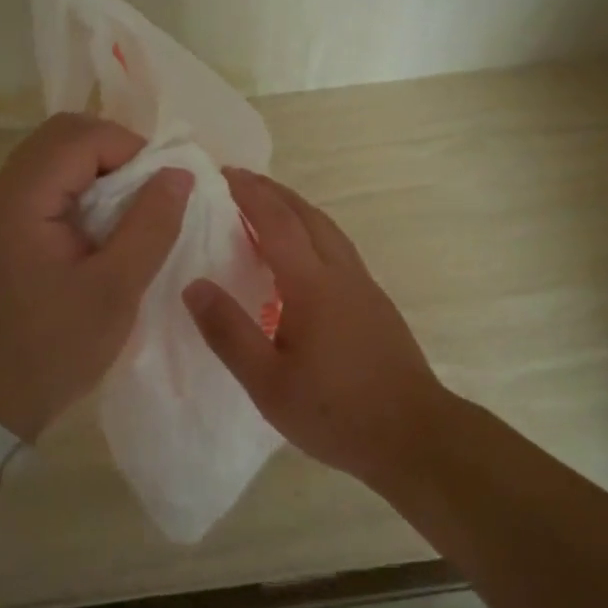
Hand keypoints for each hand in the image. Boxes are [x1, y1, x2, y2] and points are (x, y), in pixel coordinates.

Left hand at [0, 113, 192, 441]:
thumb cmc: (53, 348)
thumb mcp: (116, 290)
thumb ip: (151, 225)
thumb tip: (179, 173)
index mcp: (21, 200)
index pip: (81, 137)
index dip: (131, 148)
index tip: (165, 185)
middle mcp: (2, 190)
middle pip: (64, 134)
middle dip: (116, 149)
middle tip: (151, 189)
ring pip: (56, 154)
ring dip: (101, 166)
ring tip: (134, 205)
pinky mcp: (4, 225)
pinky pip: (48, 180)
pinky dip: (84, 185)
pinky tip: (106, 221)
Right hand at [182, 168, 448, 484]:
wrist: (414, 435)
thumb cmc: (336, 412)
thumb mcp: (268, 383)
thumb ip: (229, 332)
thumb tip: (193, 285)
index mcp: (311, 284)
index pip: (275, 222)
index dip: (249, 194)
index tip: (223, 173)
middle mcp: (340, 272)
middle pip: (306, 214)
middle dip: (272, 191)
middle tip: (241, 179)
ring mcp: (363, 284)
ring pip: (327, 228)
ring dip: (296, 207)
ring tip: (269, 206)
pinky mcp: (375, 301)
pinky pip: (338, 247)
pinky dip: (313, 230)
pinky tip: (303, 254)